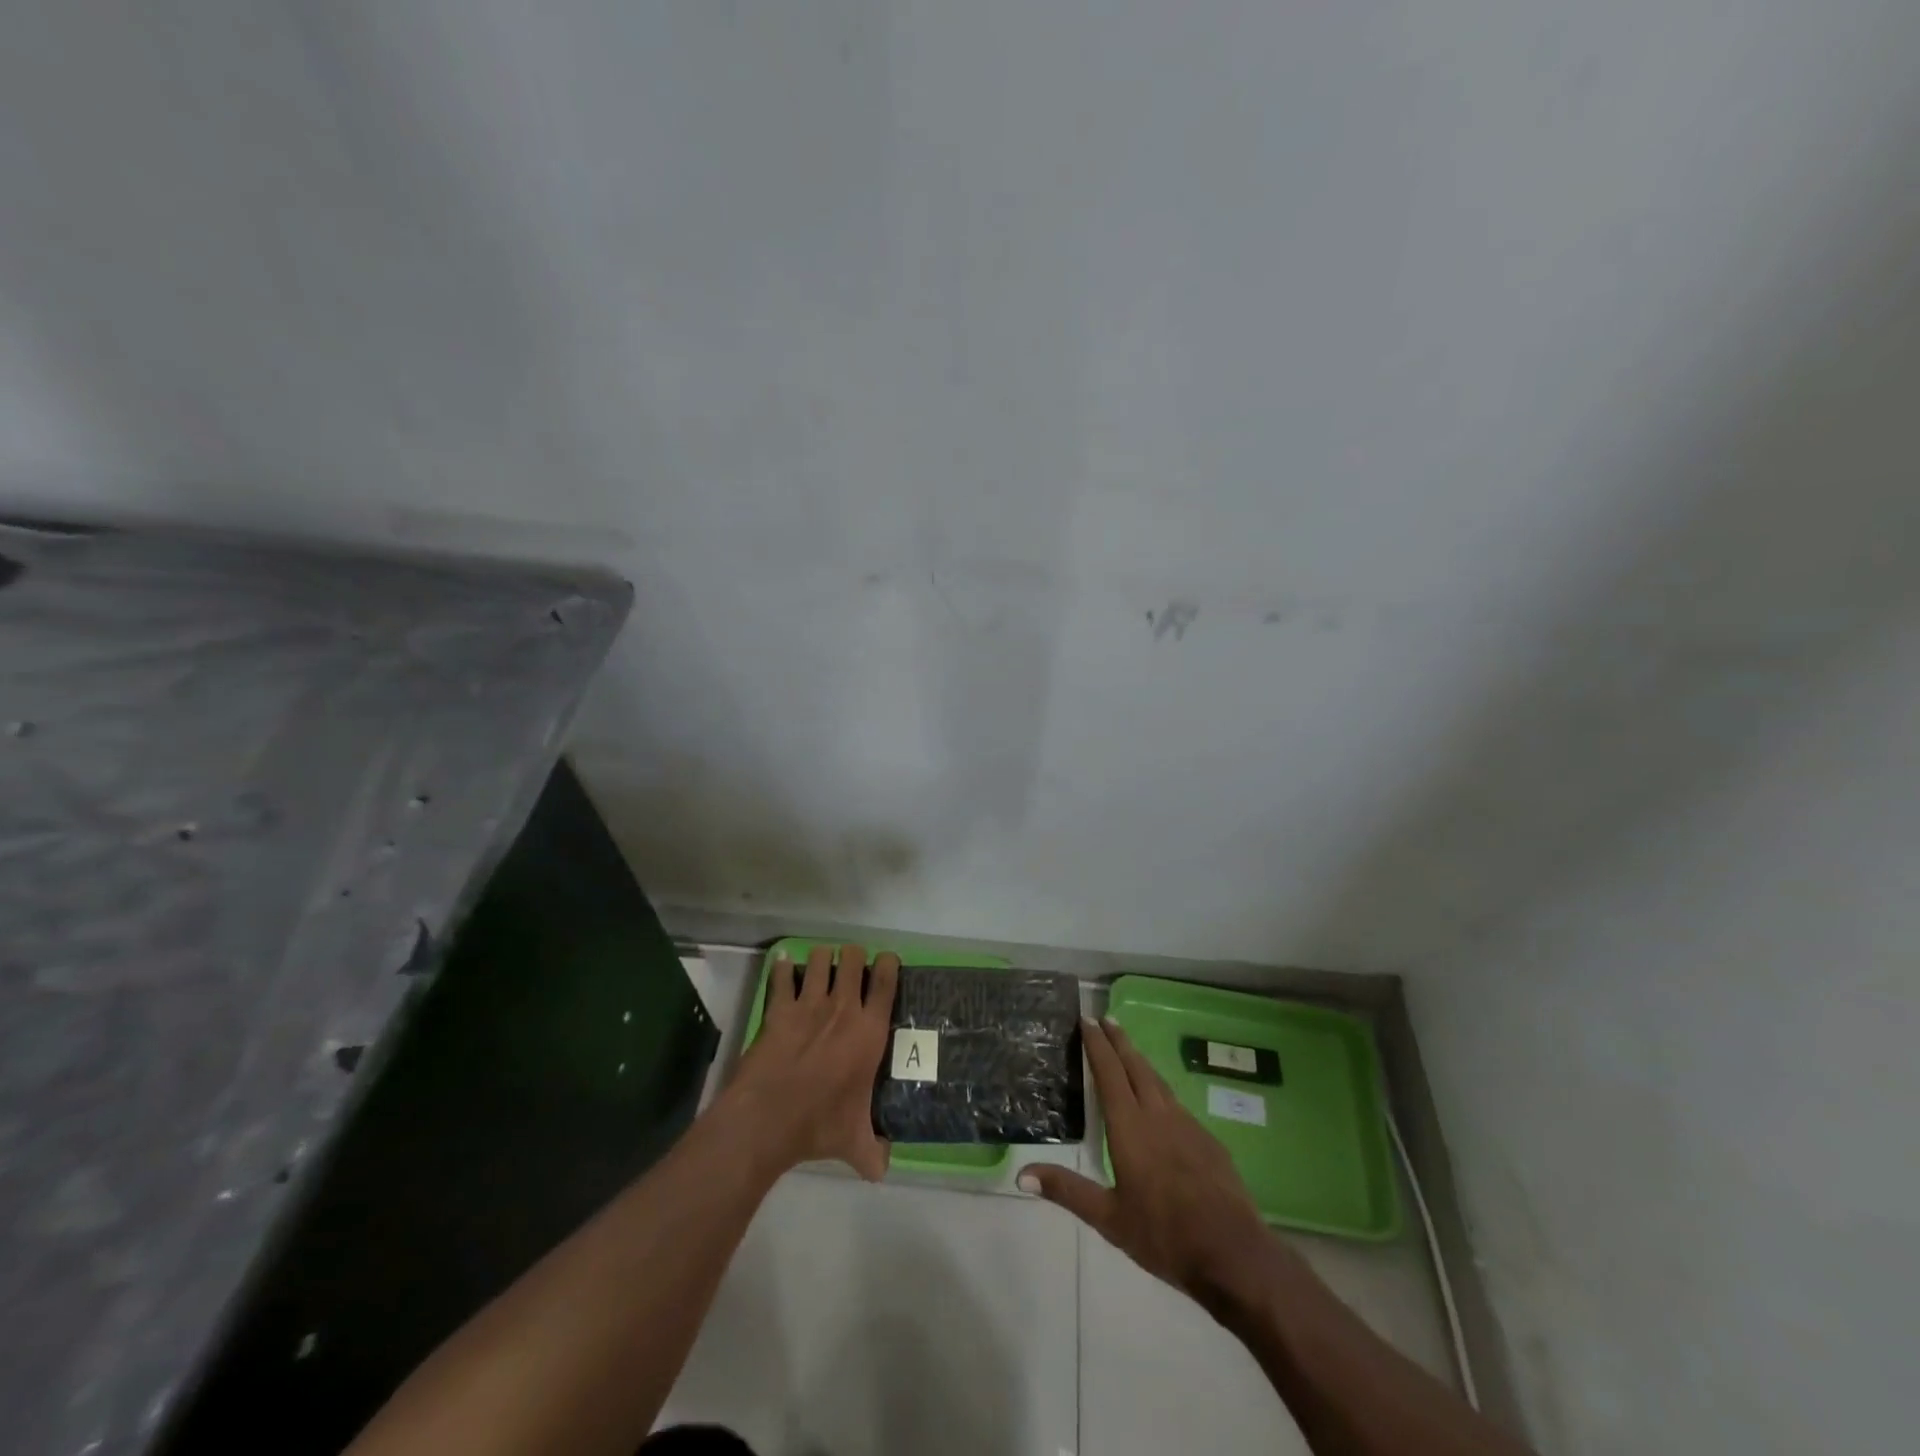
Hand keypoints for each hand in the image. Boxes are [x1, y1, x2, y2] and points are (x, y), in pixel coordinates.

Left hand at [721, 944, 898, 1181]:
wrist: (768, 1120)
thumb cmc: (818, 1124)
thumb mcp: (853, 1143)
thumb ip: (873, 1152)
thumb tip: (883, 1169)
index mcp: (869, 1031)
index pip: (887, 981)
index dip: (889, 963)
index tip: (886, 962)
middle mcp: (843, 1008)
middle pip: (853, 958)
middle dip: (853, 956)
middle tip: (850, 968)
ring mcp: (809, 1004)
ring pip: (820, 958)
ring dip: (822, 958)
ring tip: (820, 967)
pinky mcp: (779, 1009)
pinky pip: (782, 976)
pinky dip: (783, 968)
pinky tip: (784, 966)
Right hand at [1022, 1016, 1272, 1302]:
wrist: (1232, 1253)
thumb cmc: (1163, 1235)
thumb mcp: (1109, 1219)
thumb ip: (1067, 1191)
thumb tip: (1022, 1174)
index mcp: (1130, 1127)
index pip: (1109, 1073)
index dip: (1097, 1044)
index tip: (1087, 1019)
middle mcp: (1158, 1115)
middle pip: (1136, 1066)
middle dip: (1119, 1041)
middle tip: (1106, 1018)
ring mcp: (1187, 1125)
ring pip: (1158, 1081)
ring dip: (1140, 1060)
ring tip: (1129, 1050)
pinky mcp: (1208, 1141)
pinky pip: (1177, 1103)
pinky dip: (1160, 1089)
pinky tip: (1161, 1102)